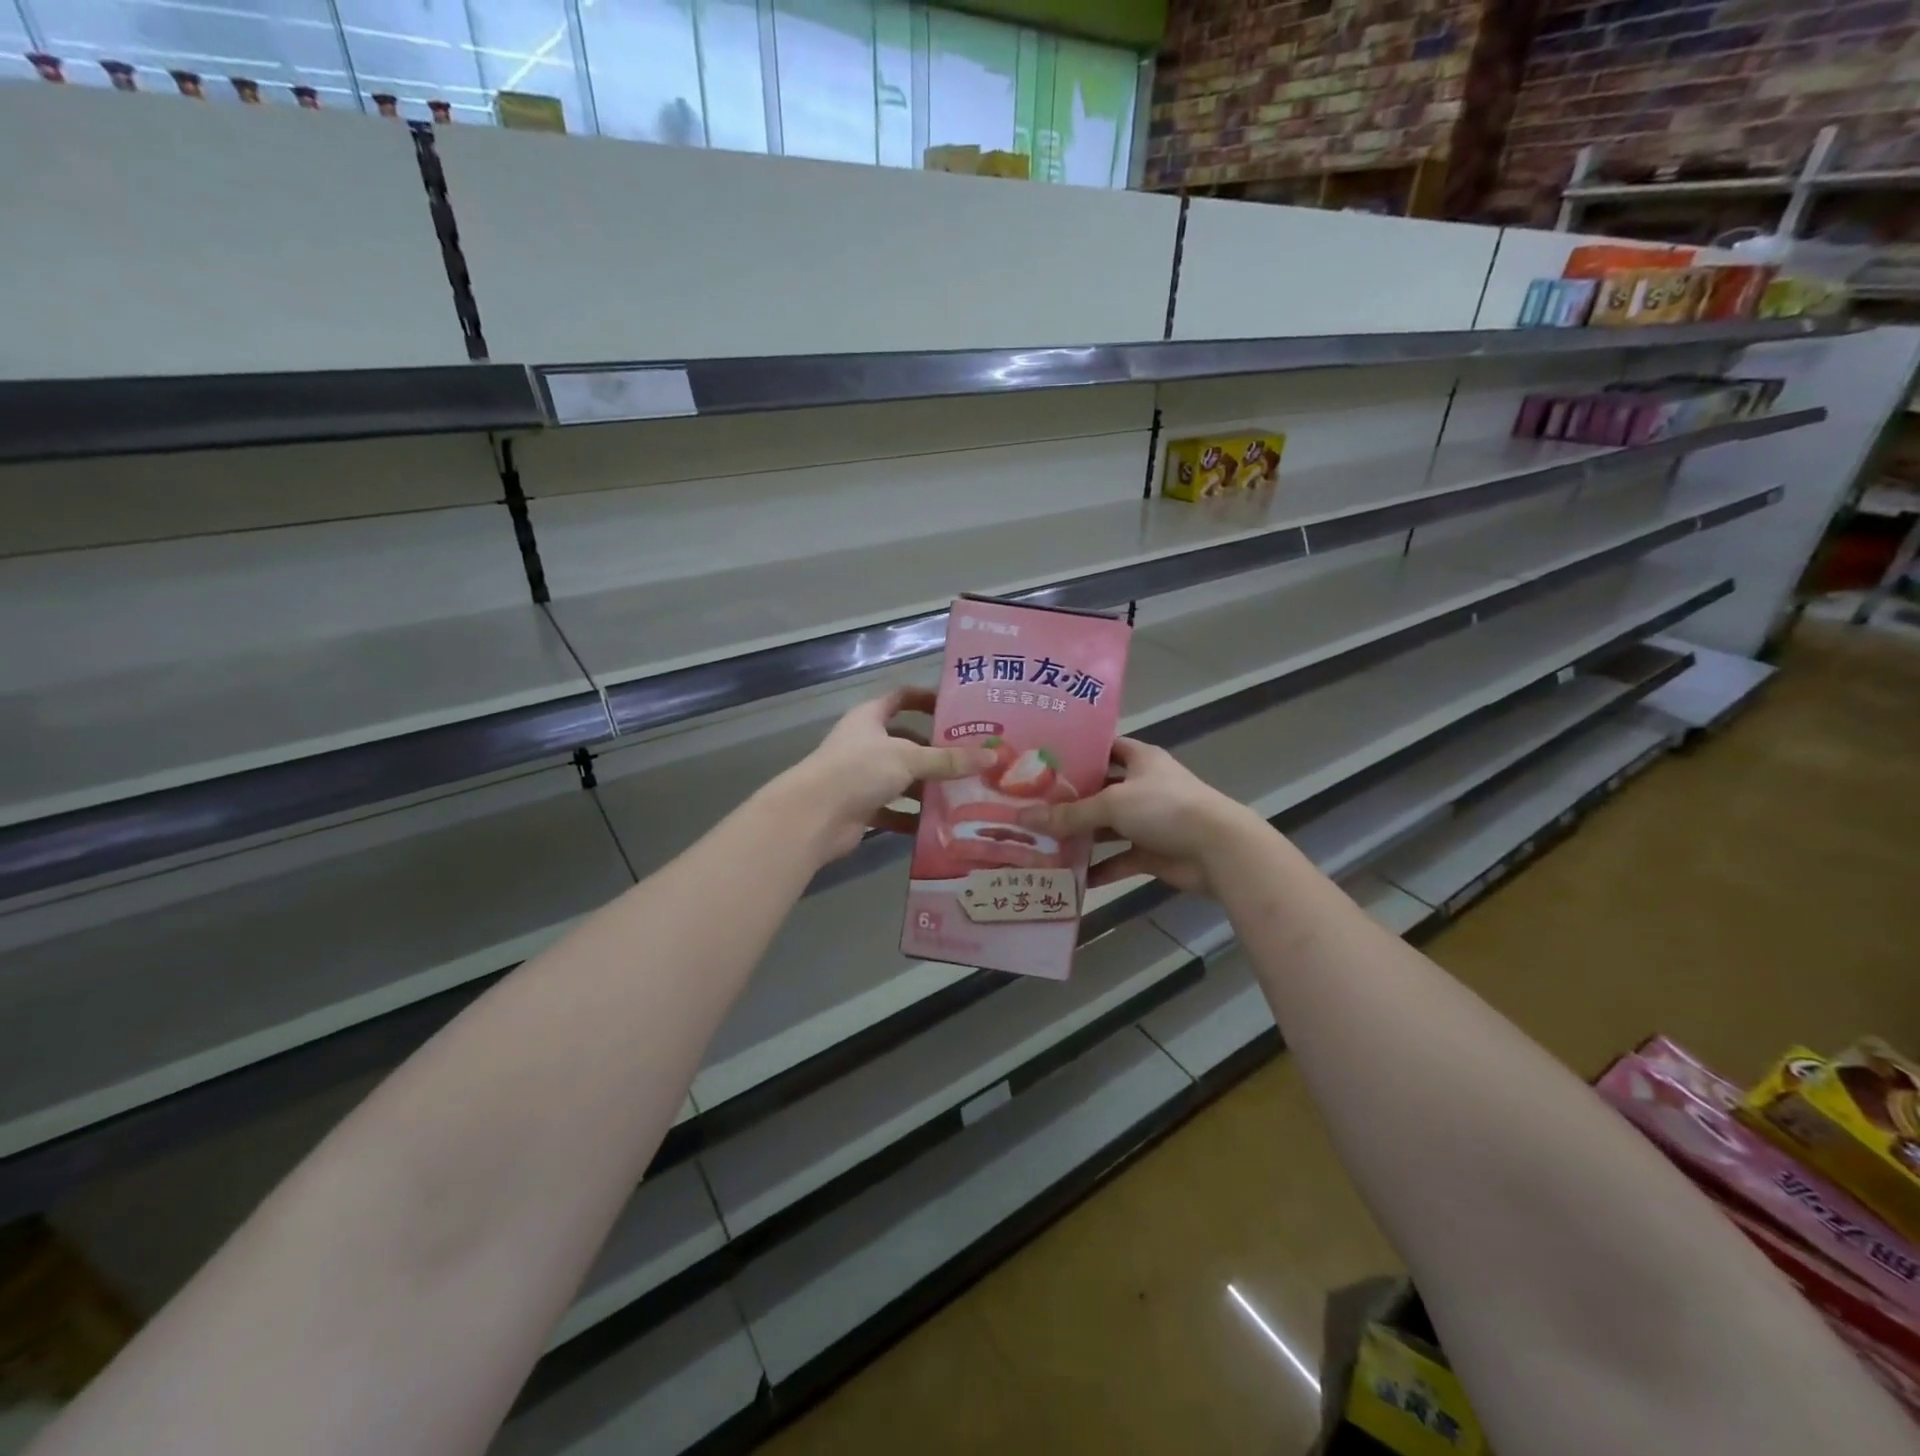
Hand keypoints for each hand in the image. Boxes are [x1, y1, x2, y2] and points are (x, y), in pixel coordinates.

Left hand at [777, 688, 994, 863]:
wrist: (813, 817)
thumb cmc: (859, 770)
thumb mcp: (909, 758)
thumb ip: (949, 759)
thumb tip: (992, 756)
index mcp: (870, 718)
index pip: (901, 697)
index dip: (926, 698)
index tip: (957, 708)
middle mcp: (865, 744)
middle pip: (907, 742)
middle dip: (937, 751)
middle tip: (973, 758)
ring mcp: (861, 778)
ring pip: (902, 779)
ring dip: (929, 787)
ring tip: (967, 793)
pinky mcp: (862, 809)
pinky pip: (895, 810)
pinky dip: (914, 817)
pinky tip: (942, 824)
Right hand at [1016, 738, 1257, 896]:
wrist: (1217, 850)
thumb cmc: (1165, 808)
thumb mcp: (1112, 804)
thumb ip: (1070, 814)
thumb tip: (1024, 817)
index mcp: (1141, 760)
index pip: (1105, 747)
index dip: (1079, 752)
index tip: (1044, 760)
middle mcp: (1144, 787)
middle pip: (1101, 790)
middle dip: (1070, 799)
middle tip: (1031, 804)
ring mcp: (1149, 821)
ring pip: (1108, 827)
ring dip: (1082, 836)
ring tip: (1042, 840)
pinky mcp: (1152, 853)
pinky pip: (1119, 859)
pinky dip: (1100, 868)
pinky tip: (1071, 876)